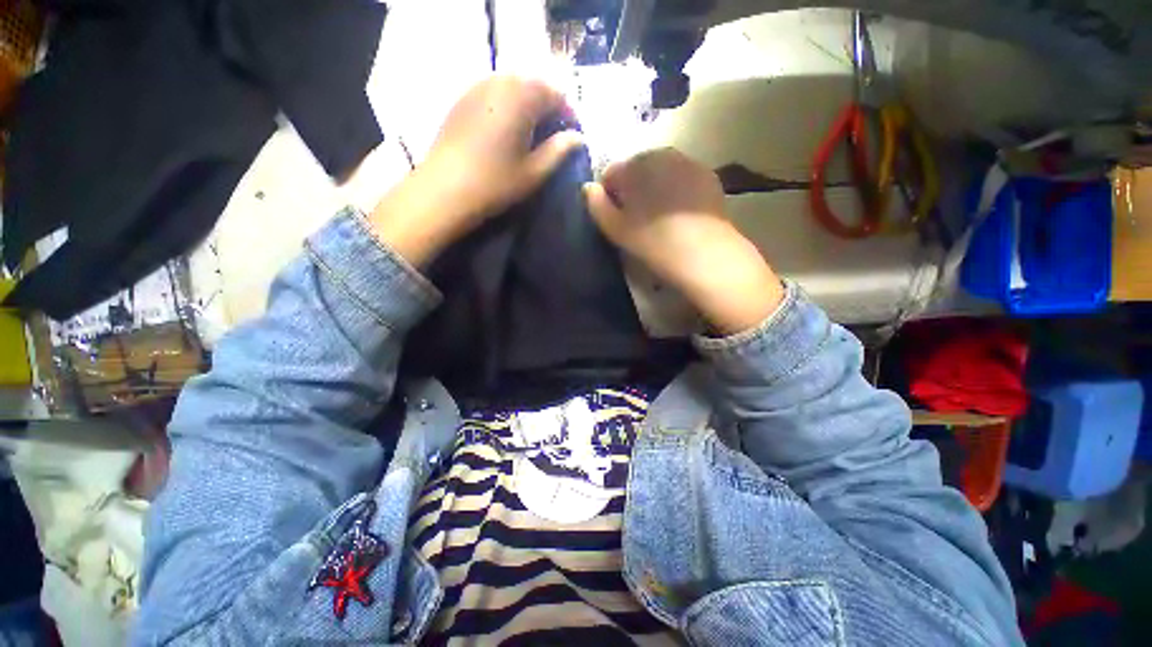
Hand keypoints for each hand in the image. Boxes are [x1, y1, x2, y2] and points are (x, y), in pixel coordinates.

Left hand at [369, 76, 582, 266]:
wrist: (445, 189)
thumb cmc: (496, 182)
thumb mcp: (535, 171)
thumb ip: (560, 150)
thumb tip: (578, 138)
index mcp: (523, 95)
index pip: (558, 95)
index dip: (570, 117)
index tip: (573, 139)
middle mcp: (501, 80)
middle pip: (536, 85)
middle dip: (550, 108)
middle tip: (554, 137)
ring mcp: (478, 85)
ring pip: (514, 86)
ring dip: (529, 105)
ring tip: (532, 134)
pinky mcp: (463, 97)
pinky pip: (495, 91)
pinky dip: (508, 105)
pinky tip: (507, 130)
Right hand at [583, 148, 784, 334]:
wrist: (706, 255)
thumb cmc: (654, 243)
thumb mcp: (617, 229)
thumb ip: (596, 206)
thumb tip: (587, 188)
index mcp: (635, 165)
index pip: (610, 173)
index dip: (608, 196)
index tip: (614, 218)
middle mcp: (662, 154)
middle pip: (637, 169)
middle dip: (632, 189)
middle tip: (636, 219)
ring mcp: (689, 162)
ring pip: (660, 172)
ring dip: (654, 189)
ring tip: (658, 218)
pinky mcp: (708, 176)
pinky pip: (682, 178)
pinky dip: (676, 190)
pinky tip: (679, 214)